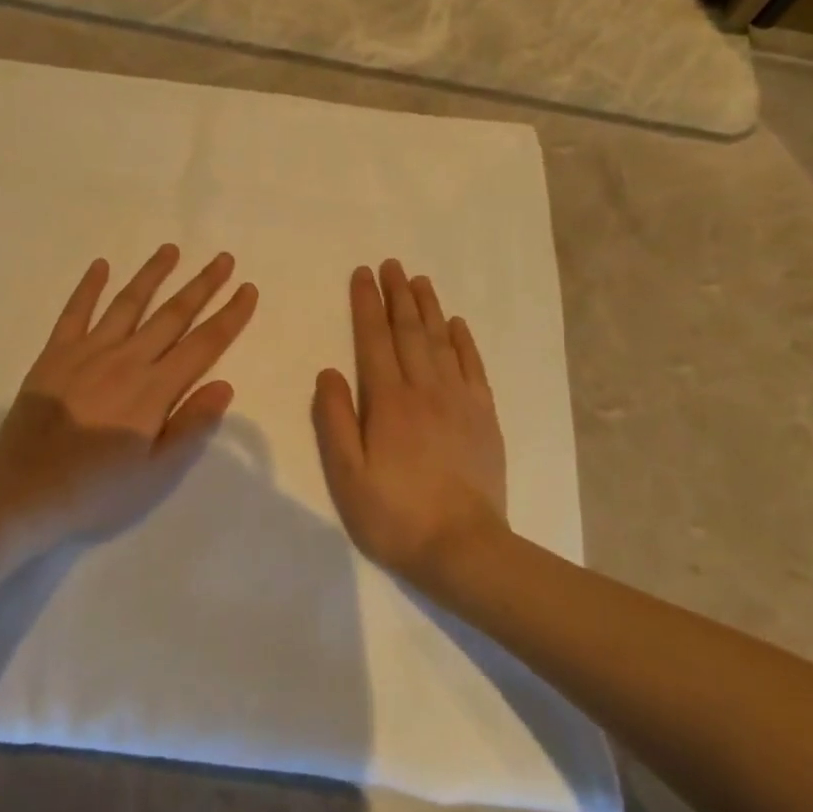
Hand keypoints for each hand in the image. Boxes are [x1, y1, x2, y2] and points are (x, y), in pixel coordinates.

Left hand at [0, 245, 258, 545]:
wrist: (22, 491)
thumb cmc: (95, 490)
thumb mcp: (155, 473)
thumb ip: (191, 426)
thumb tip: (224, 384)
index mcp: (154, 389)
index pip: (203, 344)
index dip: (230, 316)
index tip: (248, 289)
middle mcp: (126, 359)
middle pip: (172, 314)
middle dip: (202, 285)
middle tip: (223, 258)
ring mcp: (88, 352)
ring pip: (128, 303)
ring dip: (153, 274)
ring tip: (171, 249)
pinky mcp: (55, 353)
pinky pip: (76, 311)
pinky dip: (89, 286)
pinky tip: (101, 265)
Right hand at [312, 260, 508, 582]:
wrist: (462, 548)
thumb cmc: (394, 514)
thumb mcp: (347, 474)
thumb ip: (334, 420)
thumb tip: (328, 372)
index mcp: (388, 401)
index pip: (374, 340)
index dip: (366, 304)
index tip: (362, 274)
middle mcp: (425, 389)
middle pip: (409, 331)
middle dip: (397, 295)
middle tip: (391, 264)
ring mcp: (459, 401)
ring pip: (441, 341)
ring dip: (428, 308)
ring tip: (419, 281)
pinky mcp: (484, 417)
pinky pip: (473, 367)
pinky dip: (464, 341)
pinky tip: (457, 324)